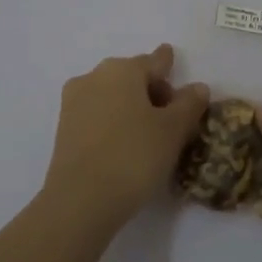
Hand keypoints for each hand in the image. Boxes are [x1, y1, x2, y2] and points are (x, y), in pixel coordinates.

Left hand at [42, 44, 210, 230]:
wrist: (80, 200)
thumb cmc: (133, 156)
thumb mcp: (173, 130)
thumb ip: (189, 104)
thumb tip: (197, 87)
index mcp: (122, 69)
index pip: (154, 61)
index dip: (168, 64)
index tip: (173, 61)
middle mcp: (94, 77)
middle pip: (131, 77)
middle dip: (152, 90)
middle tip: (172, 118)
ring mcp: (74, 102)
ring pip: (112, 96)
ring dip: (131, 107)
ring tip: (149, 135)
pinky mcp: (64, 128)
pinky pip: (97, 115)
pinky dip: (114, 122)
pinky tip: (125, 145)